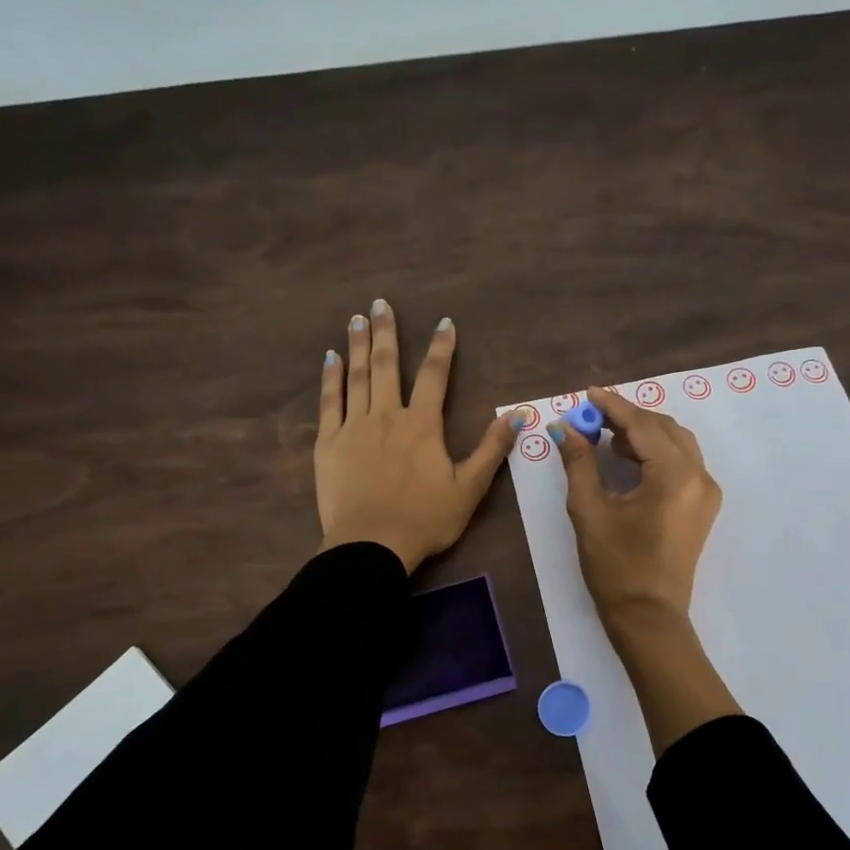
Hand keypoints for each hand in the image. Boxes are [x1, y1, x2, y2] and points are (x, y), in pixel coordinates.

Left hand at [314, 299, 515, 573]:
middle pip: (388, 365)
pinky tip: (330, 357)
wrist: (371, 545)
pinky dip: (330, 378)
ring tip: (356, 318)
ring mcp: (354, 427)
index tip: (444, 323)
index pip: (435, 376)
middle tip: (380, 303)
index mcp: (422, 425)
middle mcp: (387, 415)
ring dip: (358, 345)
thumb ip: (492, 449)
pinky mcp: (329, 443)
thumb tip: (519, 416)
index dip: (442, 348)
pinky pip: (329, 402)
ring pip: (357, 376)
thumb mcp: (469, 488)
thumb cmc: (425, 519)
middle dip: (387, 332)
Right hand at [555, 386, 721, 626]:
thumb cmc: (616, 566)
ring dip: (642, 432)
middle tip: (590, 418)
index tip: (586, 393)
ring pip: (676, 441)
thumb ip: (579, 463)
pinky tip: (627, 458)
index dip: (612, 406)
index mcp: (674, 476)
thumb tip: (564, 428)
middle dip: (627, 417)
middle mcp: (699, 476)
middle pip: (663, 427)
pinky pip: (681, 461)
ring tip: (604, 436)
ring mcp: (705, 491)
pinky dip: (655, 451)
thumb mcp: (590, 511)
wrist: (649, 617)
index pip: (642, 425)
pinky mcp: (702, 505)